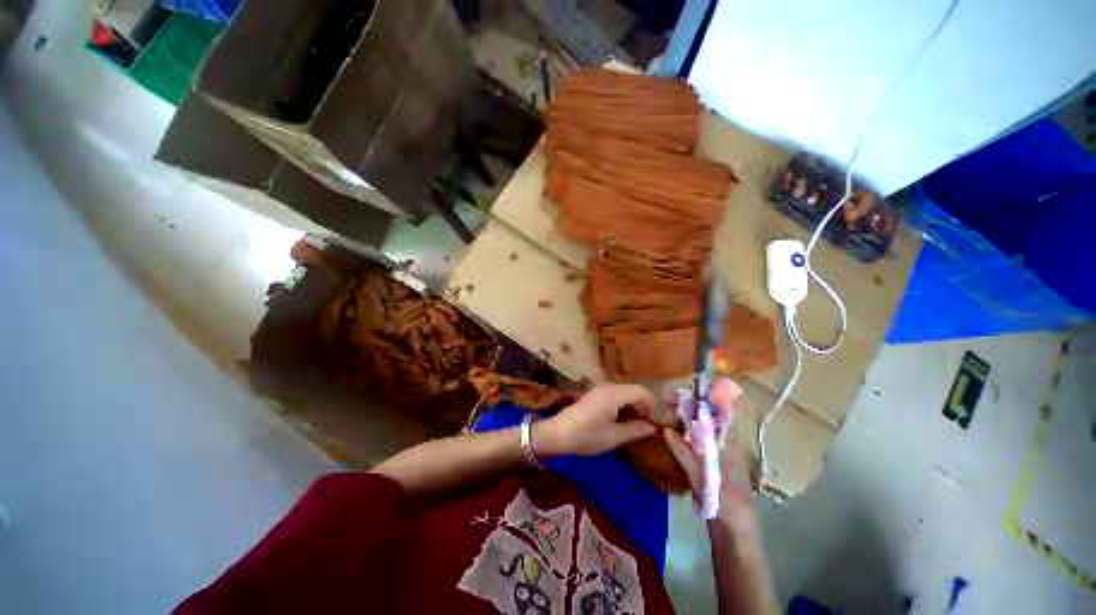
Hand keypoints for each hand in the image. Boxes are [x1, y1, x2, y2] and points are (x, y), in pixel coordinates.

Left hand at [534, 384, 657, 456]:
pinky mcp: (594, 395)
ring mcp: (599, 390)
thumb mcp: (613, 437)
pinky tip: (619, 422)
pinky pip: (615, 396)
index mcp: (614, 394)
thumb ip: (635, 430)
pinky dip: (622, 406)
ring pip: (624, 393)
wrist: (558, 433)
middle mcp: (608, 387)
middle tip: (643, 427)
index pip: (642, 391)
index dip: (651, 406)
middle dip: (642, 407)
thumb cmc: (586, 436)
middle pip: (633, 391)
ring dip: (632, 407)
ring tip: (632, 426)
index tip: (651, 424)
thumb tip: (652, 427)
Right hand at [663, 379, 757, 530]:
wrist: (734, 535)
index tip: (690, 389)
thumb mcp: (704, 478)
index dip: (708, 402)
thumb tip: (666, 430)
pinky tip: (673, 434)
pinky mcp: (709, 468)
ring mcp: (717, 458)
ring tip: (670, 410)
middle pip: (708, 423)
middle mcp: (725, 448)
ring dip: (688, 422)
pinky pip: (696, 446)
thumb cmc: (726, 505)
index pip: (720, 417)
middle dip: (693, 410)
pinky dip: (686, 437)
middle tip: (672, 399)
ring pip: (702, 434)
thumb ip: (685, 454)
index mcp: (730, 447)